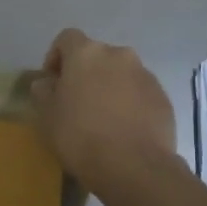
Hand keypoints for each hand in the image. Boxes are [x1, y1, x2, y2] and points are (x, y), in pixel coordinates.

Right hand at [29, 28, 177, 192]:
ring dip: (109, 87)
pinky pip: (139, 93)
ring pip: (120, 74)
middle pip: (96, 56)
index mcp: (87, 53)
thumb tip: (46, 82)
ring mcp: (145, 75)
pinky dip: (129, 103)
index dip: (56, 57)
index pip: (67, 38)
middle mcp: (119, 55)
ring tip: (103, 118)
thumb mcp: (48, 116)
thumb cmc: (80, 136)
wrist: (134, 166)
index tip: (52, 82)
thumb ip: (44, 92)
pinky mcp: (163, 97)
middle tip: (76, 102)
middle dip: (85, 74)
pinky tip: (123, 129)